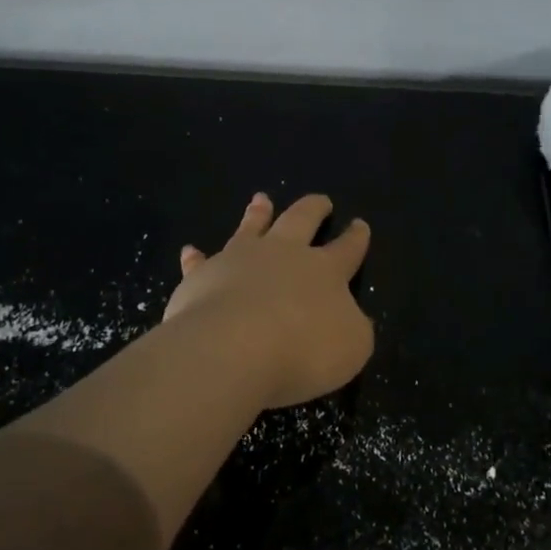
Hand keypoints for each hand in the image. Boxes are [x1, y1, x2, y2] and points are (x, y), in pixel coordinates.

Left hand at [164, 192, 373, 408]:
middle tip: (320, 200)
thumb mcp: (352, 346)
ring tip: (260, 199)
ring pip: (252, 227)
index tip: (360, 224)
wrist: (232, 348)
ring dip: (258, 213)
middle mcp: (283, 254)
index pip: (347, 249)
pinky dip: (197, 257)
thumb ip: (353, 327)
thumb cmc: (302, 350)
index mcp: (325, 271)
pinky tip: (191, 251)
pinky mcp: (203, 275)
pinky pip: (200, 262)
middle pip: (301, 221)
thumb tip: (350, 317)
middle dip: (314, 209)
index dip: (356, 238)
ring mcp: (240, 259)